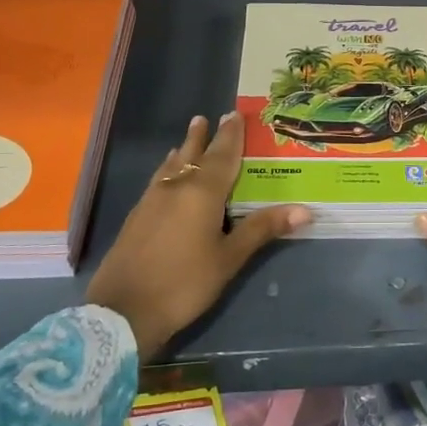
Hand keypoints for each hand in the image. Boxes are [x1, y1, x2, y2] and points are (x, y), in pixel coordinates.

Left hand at [86, 113, 308, 358]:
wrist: (123, 312)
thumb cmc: (184, 283)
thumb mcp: (229, 259)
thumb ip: (261, 229)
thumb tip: (304, 209)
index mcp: (202, 193)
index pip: (222, 156)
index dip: (230, 135)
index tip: (234, 113)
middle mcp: (175, 188)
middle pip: (191, 155)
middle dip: (203, 137)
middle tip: (207, 117)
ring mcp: (151, 201)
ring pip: (171, 167)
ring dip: (182, 150)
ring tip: (188, 138)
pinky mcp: (137, 217)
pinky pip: (158, 180)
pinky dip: (168, 170)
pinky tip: (166, 177)